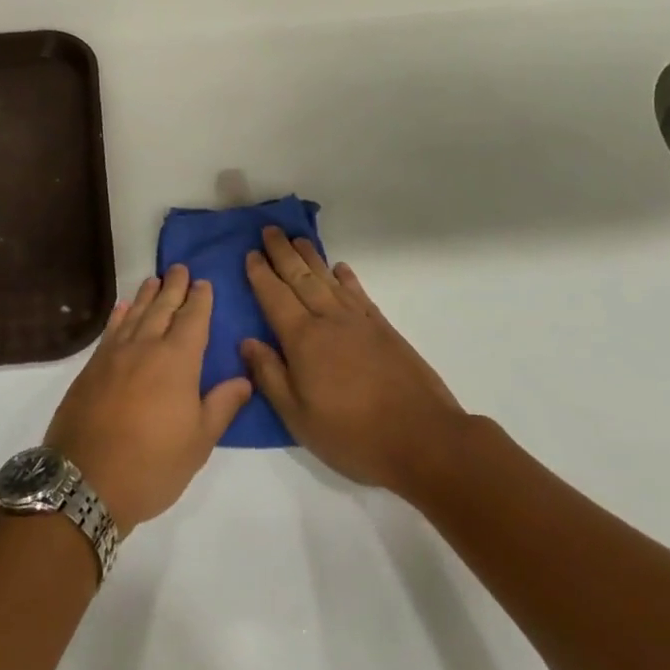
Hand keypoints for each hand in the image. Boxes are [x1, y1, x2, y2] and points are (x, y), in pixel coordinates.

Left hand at [45, 266, 252, 532]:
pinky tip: (124, 308)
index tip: (204, 283)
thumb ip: (222, 405)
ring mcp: (115, 355)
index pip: (193, 320)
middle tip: (180, 268)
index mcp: (177, 361)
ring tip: (156, 279)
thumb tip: (245, 378)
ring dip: (148, 295)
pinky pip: (111, 330)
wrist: (86, 480)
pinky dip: (120, 315)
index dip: (200, 300)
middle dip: (174, 287)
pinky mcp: (92, 367)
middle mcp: (146, 347)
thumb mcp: (199, 442)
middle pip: (163, 308)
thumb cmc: (153, 465)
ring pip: (136, 314)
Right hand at [239, 227, 473, 498]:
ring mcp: (359, 322)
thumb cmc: (353, 435)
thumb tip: (247, 341)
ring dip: (311, 257)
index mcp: (303, 340)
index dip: (261, 274)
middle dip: (282, 253)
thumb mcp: (299, 418)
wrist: (423, 438)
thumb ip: (270, 376)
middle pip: (300, 278)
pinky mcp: (383, 329)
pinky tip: (340, 268)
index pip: (275, 297)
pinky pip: (358, 293)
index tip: (250, 253)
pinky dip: (347, 278)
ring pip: (328, 279)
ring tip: (297, 239)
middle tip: (269, 230)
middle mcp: (329, 320)